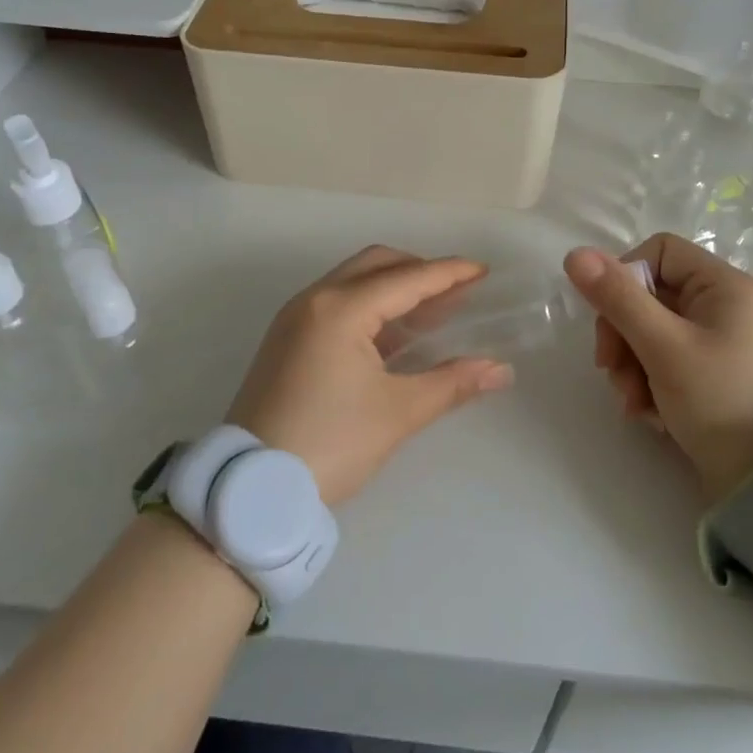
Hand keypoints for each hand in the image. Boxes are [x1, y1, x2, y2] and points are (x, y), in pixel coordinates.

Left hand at [226, 246, 513, 504]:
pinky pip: (336, 302)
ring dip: (394, 286)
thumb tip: (500, 370)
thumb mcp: (397, 413)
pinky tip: (394, 334)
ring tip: (432, 311)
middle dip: (419, 271)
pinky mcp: (286, 339)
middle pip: (377, 264)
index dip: (449, 273)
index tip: (483, 272)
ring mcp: (295, 318)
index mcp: (341, 309)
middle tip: (456, 292)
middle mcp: (314, 300)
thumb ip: (452, 383)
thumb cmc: (330, 444)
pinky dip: (370, 305)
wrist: (252, 488)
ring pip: (354, 281)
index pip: (407, 278)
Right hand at [564, 234, 752, 501]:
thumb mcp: (663, 347)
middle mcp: (725, 306)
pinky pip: (666, 361)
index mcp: (725, 285)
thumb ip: (618, 299)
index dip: (625, 278)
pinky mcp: (713, 375)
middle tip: (611, 370)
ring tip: (633, 403)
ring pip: (651, 331)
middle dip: (623, 334)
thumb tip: (575, 254)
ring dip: (631, 364)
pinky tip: (649, 413)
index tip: (610, 318)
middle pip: (649, 295)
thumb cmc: (721, 401)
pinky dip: (650, 383)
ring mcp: (720, 342)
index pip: (658, 252)